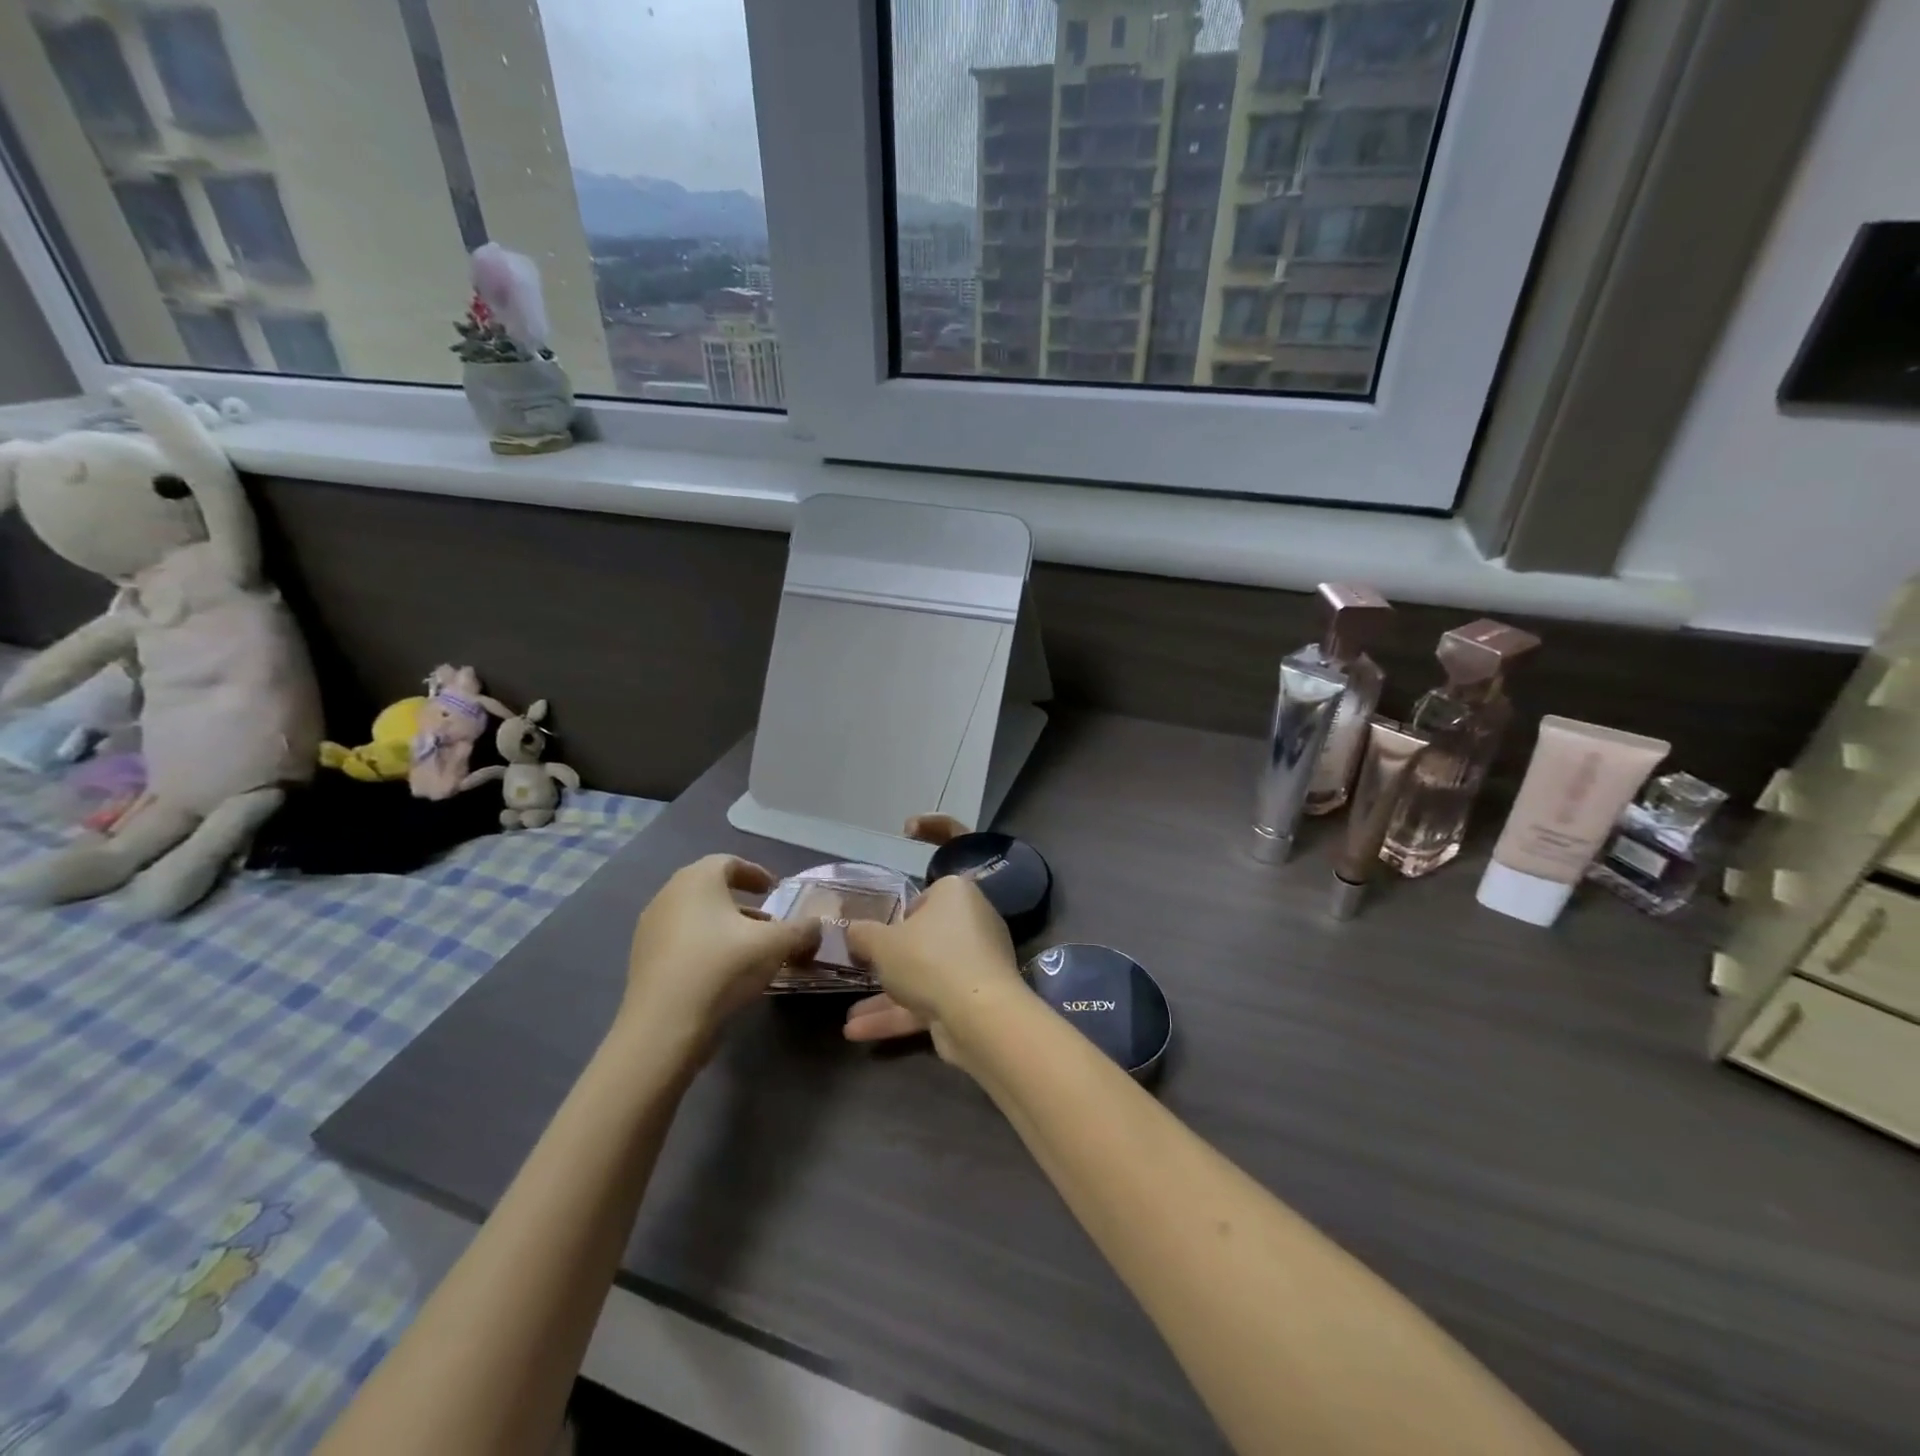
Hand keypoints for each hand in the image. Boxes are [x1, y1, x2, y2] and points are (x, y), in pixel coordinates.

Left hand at [620, 855, 819, 1061]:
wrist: (663, 1027)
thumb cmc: (722, 968)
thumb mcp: (776, 945)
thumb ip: (802, 930)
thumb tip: (817, 926)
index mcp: (697, 880)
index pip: (729, 862)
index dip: (755, 873)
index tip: (774, 890)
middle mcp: (669, 896)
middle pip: (711, 890)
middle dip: (743, 903)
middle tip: (768, 921)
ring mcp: (650, 929)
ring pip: (696, 917)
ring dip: (725, 927)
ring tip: (751, 950)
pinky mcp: (643, 960)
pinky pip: (681, 941)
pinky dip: (705, 946)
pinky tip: (724, 972)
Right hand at [841, 813, 993, 1059]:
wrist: (979, 1015)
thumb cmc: (928, 959)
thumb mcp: (881, 943)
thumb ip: (863, 934)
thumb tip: (852, 930)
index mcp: (955, 894)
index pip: (924, 898)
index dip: (898, 917)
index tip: (876, 936)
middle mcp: (972, 923)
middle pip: (924, 940)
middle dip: (889, 963)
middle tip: (861, 973)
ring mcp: (976, 963)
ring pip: (925, 976)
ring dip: (886, 999)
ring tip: (847, 1021)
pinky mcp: (975, 998)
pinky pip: (933, 1001)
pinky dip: (900, 1016)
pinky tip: (860, 1033)